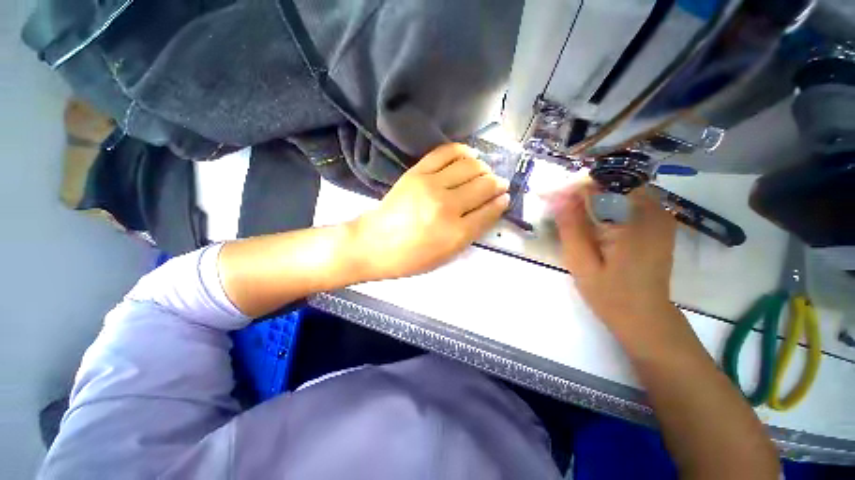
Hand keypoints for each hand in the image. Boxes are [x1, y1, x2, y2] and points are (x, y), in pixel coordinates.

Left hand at [352, 143, 509, 279]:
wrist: (374, 243)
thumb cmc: (411, 257)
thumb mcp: (447, 255)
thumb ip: (472, 232)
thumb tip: (491, 207)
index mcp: (456, 233)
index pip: (490, 211)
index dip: (501, 202)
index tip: (505, 197)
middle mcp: (448, 207)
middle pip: (484, 185)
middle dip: (497, 183)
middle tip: (498, 184)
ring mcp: (431, 186)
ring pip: (470, 166)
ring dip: (483, 167)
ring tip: (484, 171)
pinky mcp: (417, 173)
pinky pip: (446, 153)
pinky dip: (462, 151)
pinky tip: (469, 154)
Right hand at [550, 180, 678, 344]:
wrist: (645, 318)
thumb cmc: (611, 295)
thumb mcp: (582, 263)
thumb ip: (571, 227)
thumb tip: (558, 197)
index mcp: (636, 222)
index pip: (602, 186)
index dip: (573, 187)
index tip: (549, 194)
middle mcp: (654, 212)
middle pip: (613, 183)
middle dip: (583, 189)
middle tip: (558, 203)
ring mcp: (660, 217)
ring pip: (621, 190)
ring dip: (594, 196)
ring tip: (570, 209)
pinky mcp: (658, 225)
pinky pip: (630, 202)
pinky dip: (607, 204)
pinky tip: (591, 218)